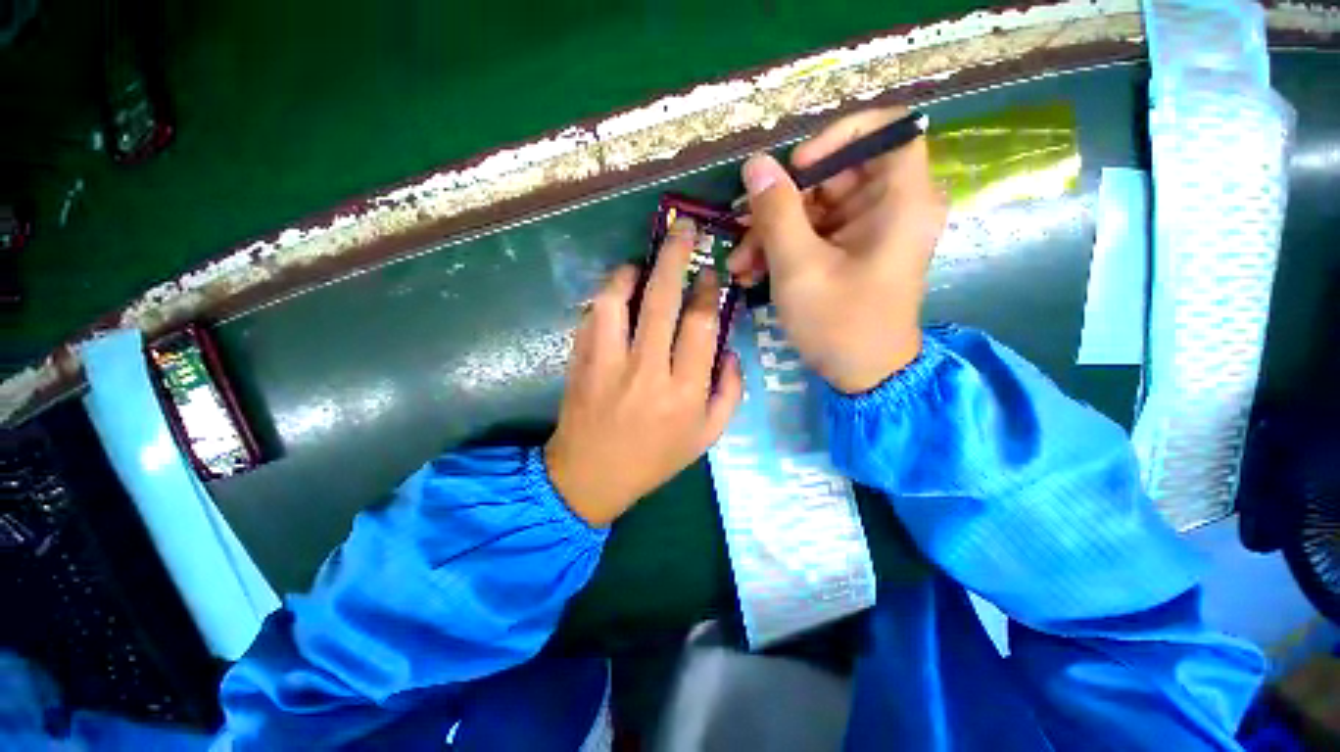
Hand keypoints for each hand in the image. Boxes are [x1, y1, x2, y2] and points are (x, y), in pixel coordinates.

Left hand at [545, 219, 743, 526]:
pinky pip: (592, 316)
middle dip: (675, 256)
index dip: (706, 290)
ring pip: (617, 300)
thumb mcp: (708, 436)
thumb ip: (730, 392)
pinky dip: (605, 297)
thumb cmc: (655, 458)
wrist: (591, 476)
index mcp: (684, 391)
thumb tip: (729, 349)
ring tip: (641, 263)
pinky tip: (616, 294)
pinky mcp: (579, 362)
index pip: (699, 324)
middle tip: (683, 229)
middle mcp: (647, 371)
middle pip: (661, 300)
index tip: (709, 274)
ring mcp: (607, 364)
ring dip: (630, 272)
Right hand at [728, 106, 947, 393]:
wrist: (862, 375)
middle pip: (836, 175)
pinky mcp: (850, 252)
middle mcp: (891, 208)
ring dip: (772, 232)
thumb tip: (756, 164)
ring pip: (816, 208)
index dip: (838, 137)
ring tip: (741, 264)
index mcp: (901, 202)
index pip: (887, 131)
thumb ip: (776, 212)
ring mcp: (869, 231)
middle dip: (783, 202)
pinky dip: (783, 248)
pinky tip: (753, 272)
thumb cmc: (839, 323)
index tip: (797, 167)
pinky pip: (814, 234)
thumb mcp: (799, 268)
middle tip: (742, 228)